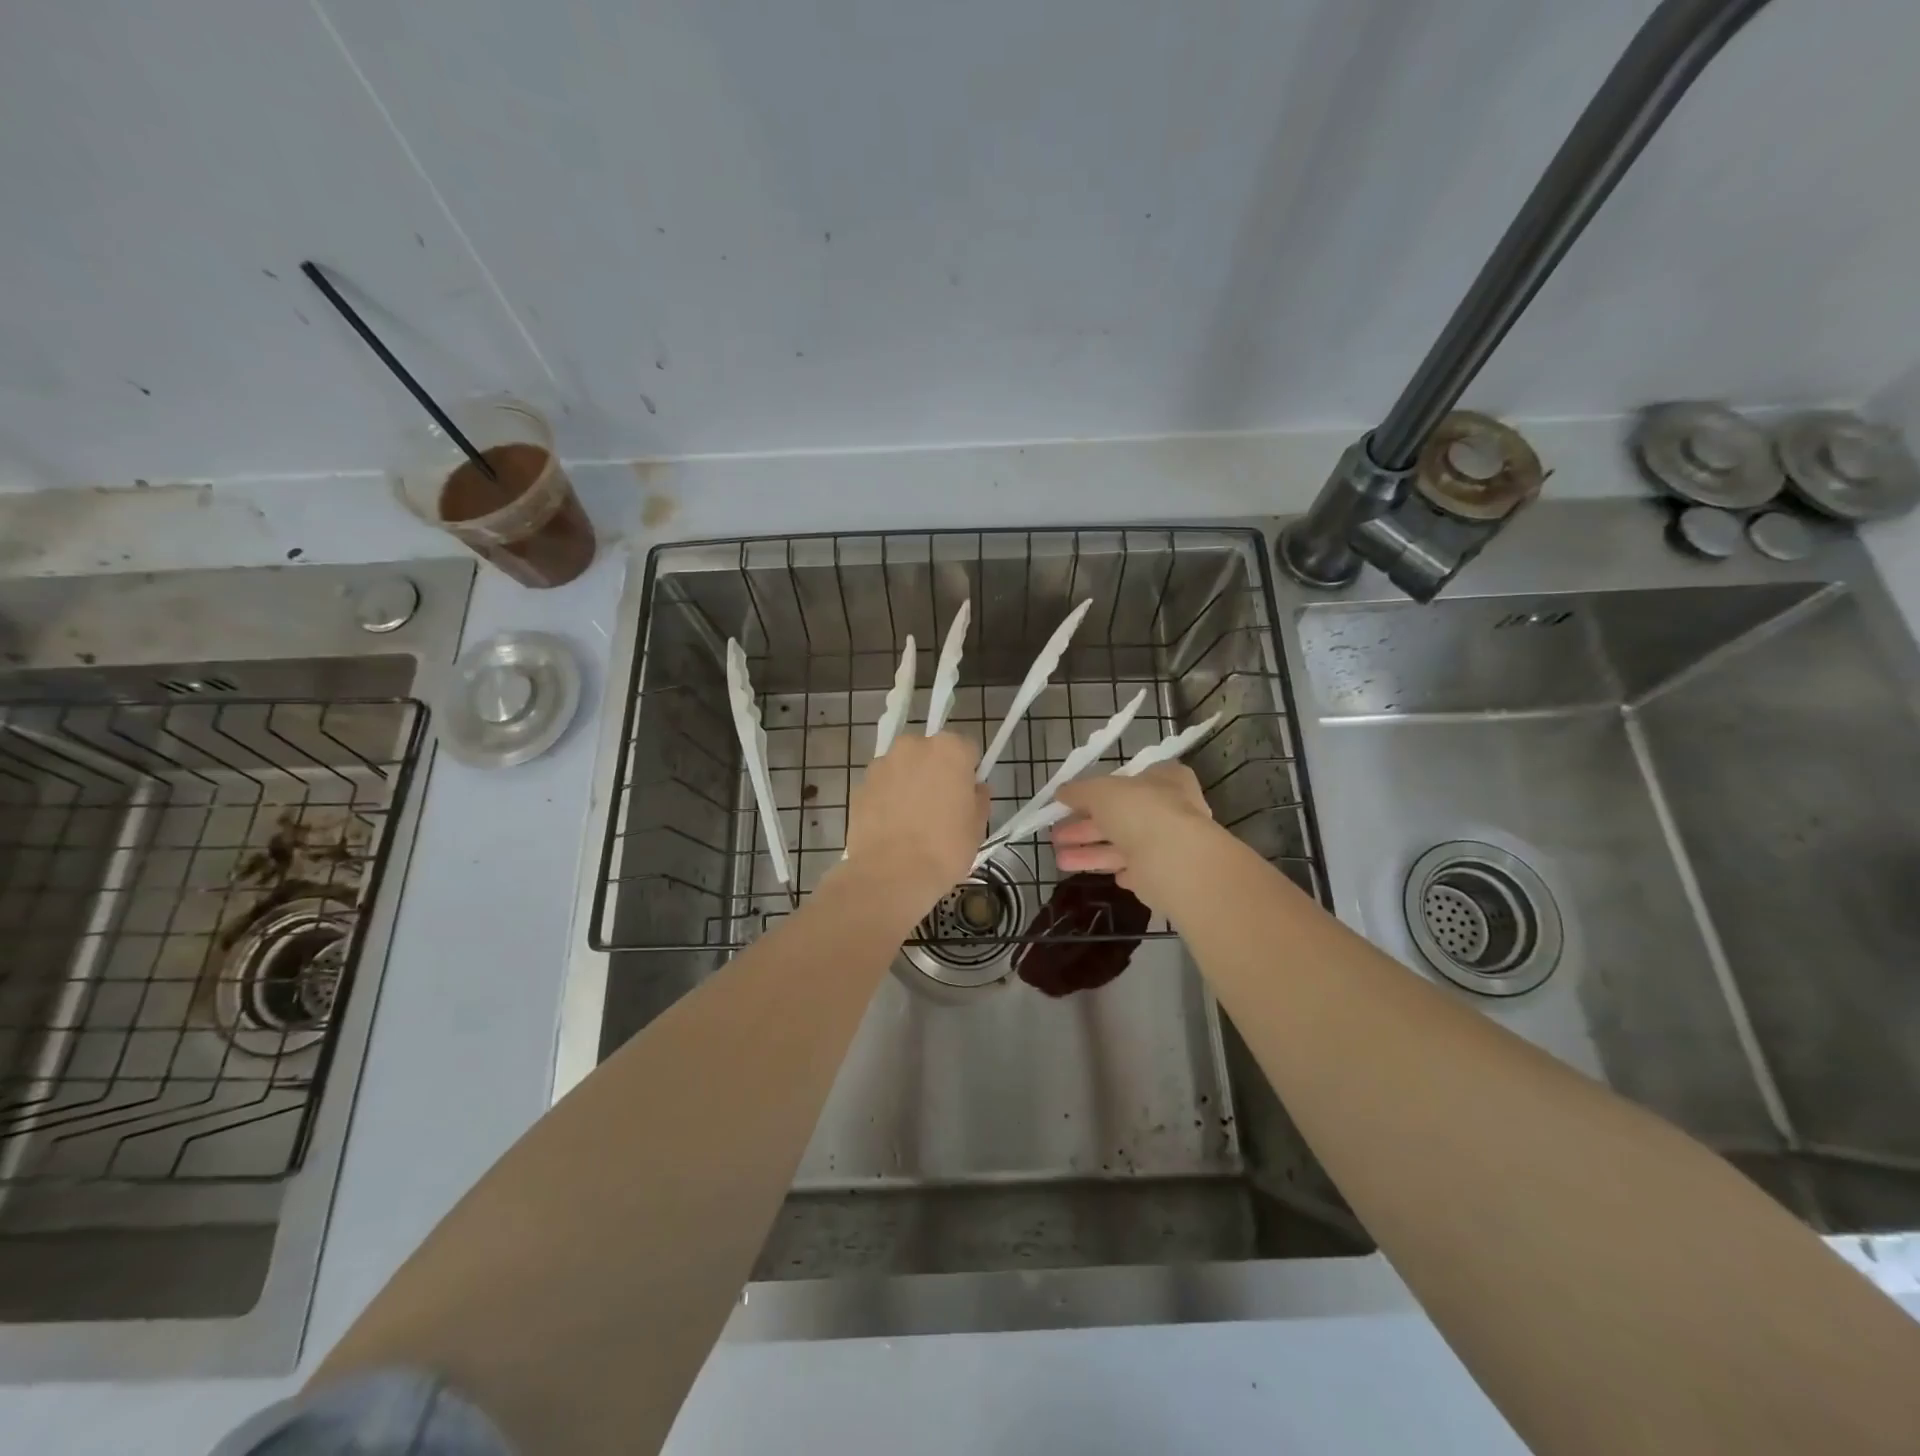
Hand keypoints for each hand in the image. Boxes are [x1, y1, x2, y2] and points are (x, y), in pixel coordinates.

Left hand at [844, 732, 989, 911]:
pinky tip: (891, 826)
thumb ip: (979, 799)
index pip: (967, 749)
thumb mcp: (977, 827)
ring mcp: (882, 764)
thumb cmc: (944, 848)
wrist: (890, 874)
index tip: (966, 795)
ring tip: (911, 819)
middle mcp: (913, 746)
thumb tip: (974, 790)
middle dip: (936, 771)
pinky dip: (887, 798)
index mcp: (949, 749)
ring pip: (903, 767)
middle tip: (939, 806)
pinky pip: (882, 785)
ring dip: (909, 782)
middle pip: (931, 753)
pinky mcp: (860, 784)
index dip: (968, 772)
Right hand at [1051, 763, 1215, 903]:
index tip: (1072, 802)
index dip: (1098, 790)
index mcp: (1164, 779)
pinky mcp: (1164, 874)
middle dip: (1085, 827)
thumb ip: (1079, 791)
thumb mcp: (1100, 791)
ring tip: (1060, 860)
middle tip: (1056, 835)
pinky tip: (1101, 874)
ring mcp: (1169, 843)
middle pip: (1120, 816)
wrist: (1172, 860)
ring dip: (1090, 852)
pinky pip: (1136, 870)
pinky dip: (1117, 870)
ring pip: (1123, 846)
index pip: (1129, 780)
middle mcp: (1170, 809)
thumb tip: (1061, 792)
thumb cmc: (1138, 811)